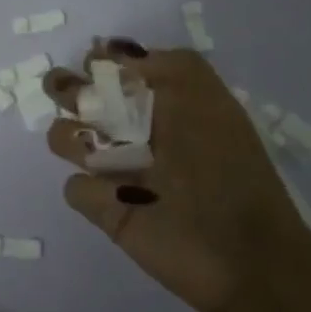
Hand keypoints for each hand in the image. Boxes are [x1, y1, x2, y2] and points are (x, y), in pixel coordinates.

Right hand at [41, 39, 310, 311]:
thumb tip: (115, 53)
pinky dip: (90, 189)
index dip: (101, 64)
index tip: (99, 67)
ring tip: (97, 150)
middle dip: (67, 90)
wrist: (245, 258)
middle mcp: (134, 132)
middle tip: (70, 96)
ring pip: (65, 138)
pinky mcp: (107, 210)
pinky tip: (118, 198)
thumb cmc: (228, 170)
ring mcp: (116, 172)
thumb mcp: (211, 103)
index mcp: (161, 103)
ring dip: (70, 137)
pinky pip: (76, 189)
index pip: (115, 70)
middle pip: (80, 98)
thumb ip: (171, 67)